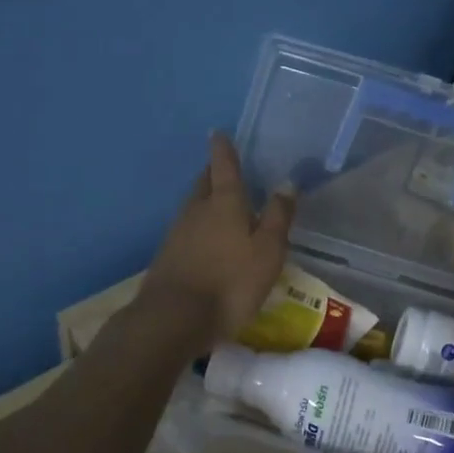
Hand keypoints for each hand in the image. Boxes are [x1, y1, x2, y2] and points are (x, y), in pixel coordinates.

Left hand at [141, 132, 295, 349]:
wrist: (174, 319)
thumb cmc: (230, 282)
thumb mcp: (267, 251)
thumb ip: (277, 217)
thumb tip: (286, 183)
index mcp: (224, 203)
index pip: (224, 167)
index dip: (223, 149)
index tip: (218, 133)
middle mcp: (197, 210)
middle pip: (204, 183)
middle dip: (214, 172)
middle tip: (225, 169)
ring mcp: (177, 233)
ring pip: (193, 205)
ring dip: (206, 199)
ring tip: (220, 202)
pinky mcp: (167, 256)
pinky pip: (187, 229)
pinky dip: (199, 225)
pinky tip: (206, 238)